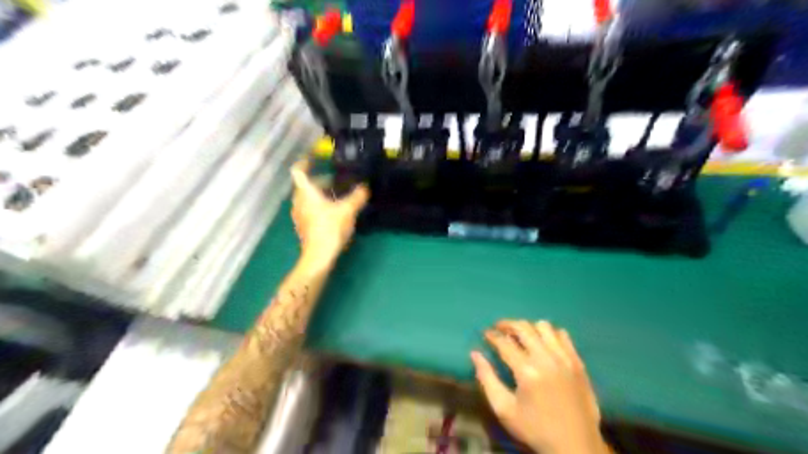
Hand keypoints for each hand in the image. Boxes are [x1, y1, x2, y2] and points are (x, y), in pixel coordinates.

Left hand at [291, 158, 367, 268]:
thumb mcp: (348, 210)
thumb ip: (357, 196)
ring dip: (321, 194)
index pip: (299, 171)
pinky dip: (320, 206)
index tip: (314, 157)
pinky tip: (335, 212)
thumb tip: (365, 187)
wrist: (319, 256)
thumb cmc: (330, 228)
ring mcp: (299, 215)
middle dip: (321, 181)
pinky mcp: (304, 226)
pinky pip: (310, 209)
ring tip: (339, 196)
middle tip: (338, 180)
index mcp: (306, 193)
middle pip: (306, 185)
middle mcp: (299, 201)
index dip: (305, 162)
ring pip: (308, 198)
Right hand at [467, 320, 606, 453]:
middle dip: (507, 324)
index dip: (492, 335)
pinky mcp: (577, 362)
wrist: (576, 445)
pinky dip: (550, 334)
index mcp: (527, 371)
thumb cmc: (535, 428)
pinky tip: (543, 343)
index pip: (504, 342)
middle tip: (499, 328)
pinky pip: (563, 335)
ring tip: (521, 336)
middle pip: (523, 328)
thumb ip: (487, 379)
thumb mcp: (504, 410)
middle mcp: (546, 358)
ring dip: (529, 327)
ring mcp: (565, 358)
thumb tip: (475, 354)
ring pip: (544, 327)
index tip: (485, 334)